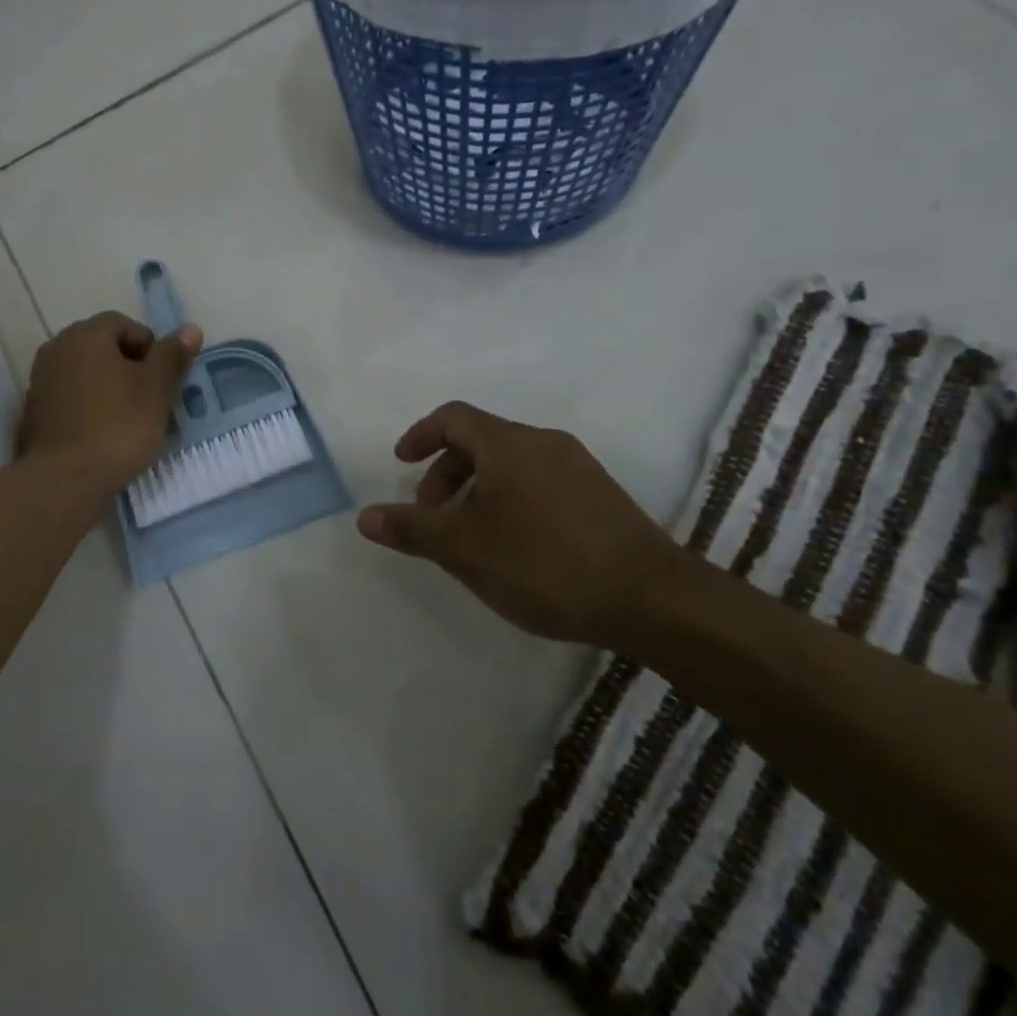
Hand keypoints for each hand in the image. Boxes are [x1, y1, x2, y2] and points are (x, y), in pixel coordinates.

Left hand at [18, 312, 201, 497]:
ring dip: (108, 387)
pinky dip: (88, 407)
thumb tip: (191, 328)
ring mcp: (40, 381)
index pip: (123, 324)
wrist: (65, 480)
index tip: (162, 379)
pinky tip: (102, 433)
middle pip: (101, 346)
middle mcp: (57, 349)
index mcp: (85, 335)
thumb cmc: (118, 426)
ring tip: (129, 419)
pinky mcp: (33, 412)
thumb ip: (172, 355)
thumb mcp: (157, 389)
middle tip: (150, 398)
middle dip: (128, 366)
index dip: (149, 347)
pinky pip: (69, 397)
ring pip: (85, 373)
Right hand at [356, 401, 683, 643]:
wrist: (651, 598)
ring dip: (476, 490)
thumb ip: (412, 530)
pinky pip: (537, 481)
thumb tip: (364, 517)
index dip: (420, 435)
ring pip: (510, 464)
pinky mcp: (599, 494)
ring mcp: (577, 467)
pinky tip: (513, 547)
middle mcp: (544, 443)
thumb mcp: (465, 550)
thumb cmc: (545, 564)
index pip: (453, 417)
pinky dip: (508, 499)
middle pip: (480, 440)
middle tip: (431, 516)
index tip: (401, 463)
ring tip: (469, 538)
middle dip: (445, 473)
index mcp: (508, 444)